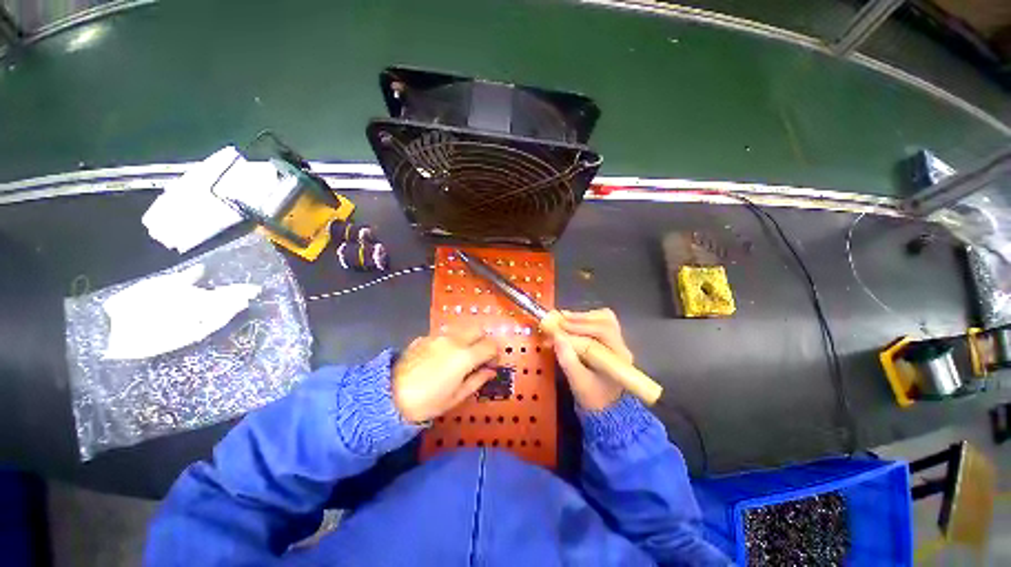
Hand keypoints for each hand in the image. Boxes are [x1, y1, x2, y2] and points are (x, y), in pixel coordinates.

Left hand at [393, 327, 498, 422]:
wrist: (388, 397)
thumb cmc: (427, 402)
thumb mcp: (456, 397)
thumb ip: (477, 380)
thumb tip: (490, 371)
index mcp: (465, 356)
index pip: (490, 345)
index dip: (495, 354)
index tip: (491, 364)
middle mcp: (454, 340)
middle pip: (478, 330)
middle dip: (483, 341)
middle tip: (479, 357)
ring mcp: (438, 336)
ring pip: (462, 330)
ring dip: (468, 339)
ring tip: (460, 357)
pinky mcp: (425, 337)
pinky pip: (445, 334)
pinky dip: (451, 342)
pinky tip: (441, 357)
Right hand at [549, 309, 631, 410]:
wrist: (606, 407)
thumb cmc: (593, 398)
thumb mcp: (578, 383)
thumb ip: (568, 361)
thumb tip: (556, 336)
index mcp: (617, 360)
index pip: (599, 337)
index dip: (575, 331)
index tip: (555, 328)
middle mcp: (621, 347)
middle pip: (605, 322)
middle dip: (579, 320)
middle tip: (559, 320)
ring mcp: (617, 341)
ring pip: (604, 318)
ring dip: (582, 317)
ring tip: (563, 318)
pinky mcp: (610, 339)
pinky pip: (600, 321)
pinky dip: (584, 318)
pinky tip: (571, 322)